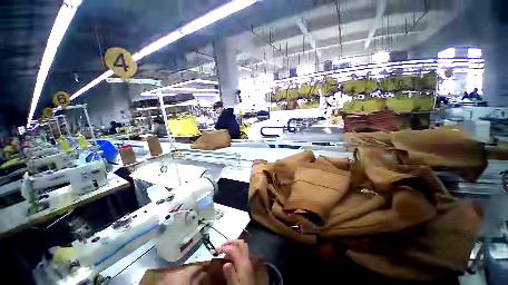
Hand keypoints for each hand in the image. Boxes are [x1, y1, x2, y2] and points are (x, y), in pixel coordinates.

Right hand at [219, 240, 254, 284]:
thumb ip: (230, 274)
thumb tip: (225, 263)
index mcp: (243, 263)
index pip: (234, 249)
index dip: (225, 247)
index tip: (216, 250)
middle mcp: (247, 259)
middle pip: (241, 244)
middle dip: (231, 242)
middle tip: (221, 246)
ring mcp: (248, 261)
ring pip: (242, 246)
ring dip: (234, 245)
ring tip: (225, 249)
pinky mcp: (247, 265)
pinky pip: (243, 252)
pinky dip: (236, 250)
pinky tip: (230, 256)